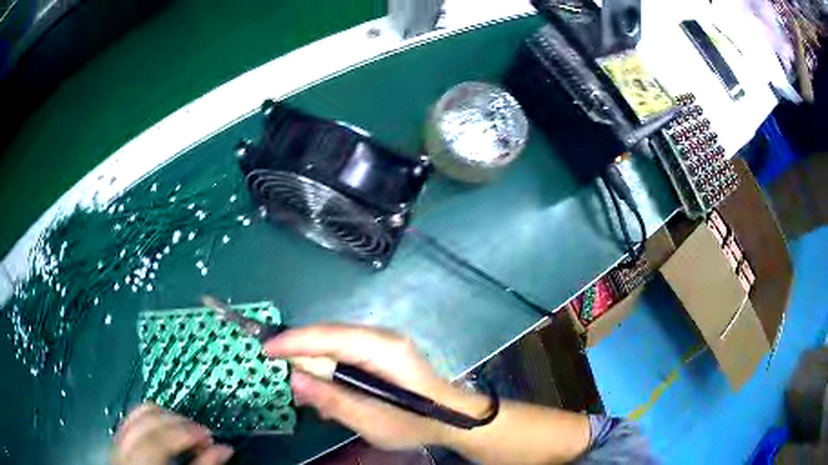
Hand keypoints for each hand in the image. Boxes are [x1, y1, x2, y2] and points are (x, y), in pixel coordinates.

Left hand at [112, 403, 233, 464]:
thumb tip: (225, 448)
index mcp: (140, 460)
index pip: (160, 438)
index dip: (186, 432)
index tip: (210, 435)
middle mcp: (124, 447)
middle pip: (148, 419)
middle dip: (178, 421)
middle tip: (201, 432)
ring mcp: (117, 441)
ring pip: (138, 413)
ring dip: (165, 417)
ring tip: (185, 429)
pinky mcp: (118, 439)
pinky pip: (131, 418)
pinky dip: (151, 419)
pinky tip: (166, 429)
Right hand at [263, 324, 488, 449]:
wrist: (452, 418)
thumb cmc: (415, 422)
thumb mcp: (372, 421)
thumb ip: (333, 400)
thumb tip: (295, 380)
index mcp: (383, 350)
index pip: (330, 337)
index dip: (295, 341)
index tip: (267, 349)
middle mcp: (382, 337)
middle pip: (330, 335)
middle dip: (300, 350)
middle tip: (276, 368)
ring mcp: (383, 342)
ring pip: (335, 342)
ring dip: (312, 360)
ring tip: (297, 384)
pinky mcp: (381, 352)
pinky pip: (345, 351)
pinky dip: (327, 366)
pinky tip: (321, 385)